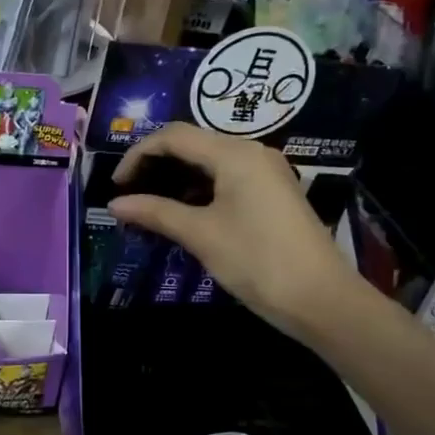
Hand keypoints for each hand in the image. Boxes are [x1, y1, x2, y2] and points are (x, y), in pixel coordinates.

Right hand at [109, 122, 357, 342]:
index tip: (116, 185)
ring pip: (209, 163)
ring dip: (176, 179)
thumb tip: (115, 204)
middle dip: (156, 165)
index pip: (174, 136)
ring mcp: (266, 173)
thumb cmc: (256, 260)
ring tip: (150, 207)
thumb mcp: (200, 234)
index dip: (138, 154)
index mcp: (234, 154)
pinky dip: (199, 191)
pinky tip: (182, 214)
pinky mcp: (272, 194)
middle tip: (129, 194)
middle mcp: (252, 152)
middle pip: (192, 144)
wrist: (320, 298)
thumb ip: (155, 212)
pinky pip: (226, 179)